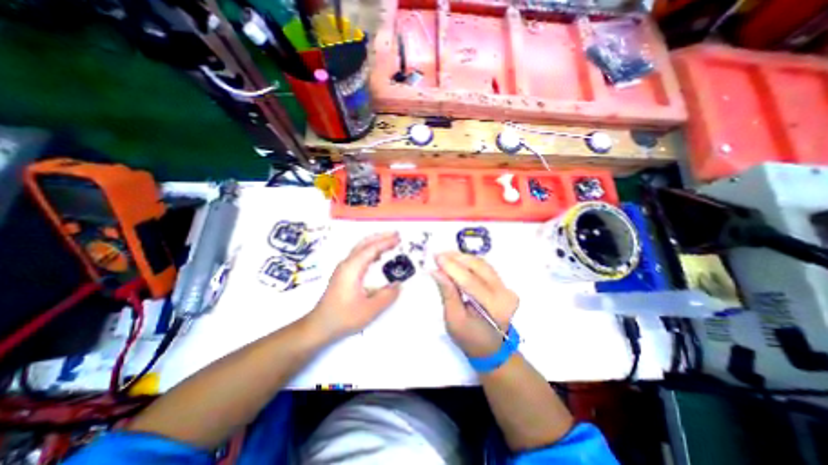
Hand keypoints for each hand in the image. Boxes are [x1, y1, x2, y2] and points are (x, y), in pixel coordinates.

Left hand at [307, 231, 404, 336]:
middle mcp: (347, 264)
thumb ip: (387, 296)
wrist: (319, 326)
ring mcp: (344, 268)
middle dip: (381, 237)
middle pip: (364, 243)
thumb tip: (399, 284)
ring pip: (361, 248)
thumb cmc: (343, 318)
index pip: (371, 249)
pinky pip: (359, 256)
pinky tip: (378, 257)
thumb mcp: (369, 310)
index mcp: (352, 268)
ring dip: (375, 242)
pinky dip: (370, 251)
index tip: (400, 239)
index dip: (386, 242)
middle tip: (397, 234)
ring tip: (390, 242)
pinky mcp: (343, 273)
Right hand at [435, 253, 514, 357]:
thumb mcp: (454, 320)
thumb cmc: (470, 338)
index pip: (470, 281)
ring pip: (482, 264)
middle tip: (438, 255)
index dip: (452, 267)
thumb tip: (436, 271)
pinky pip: (484, 267)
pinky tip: (457, 261)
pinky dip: (469, 262)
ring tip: (445, 256)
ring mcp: (506, 287)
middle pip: (479, 267)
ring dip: (463, 258)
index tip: (436, 257)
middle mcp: (504, 294)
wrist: (492, 348)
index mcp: (493, 307)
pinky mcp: (503, 284)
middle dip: (457, 258)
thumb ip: (447, 293)